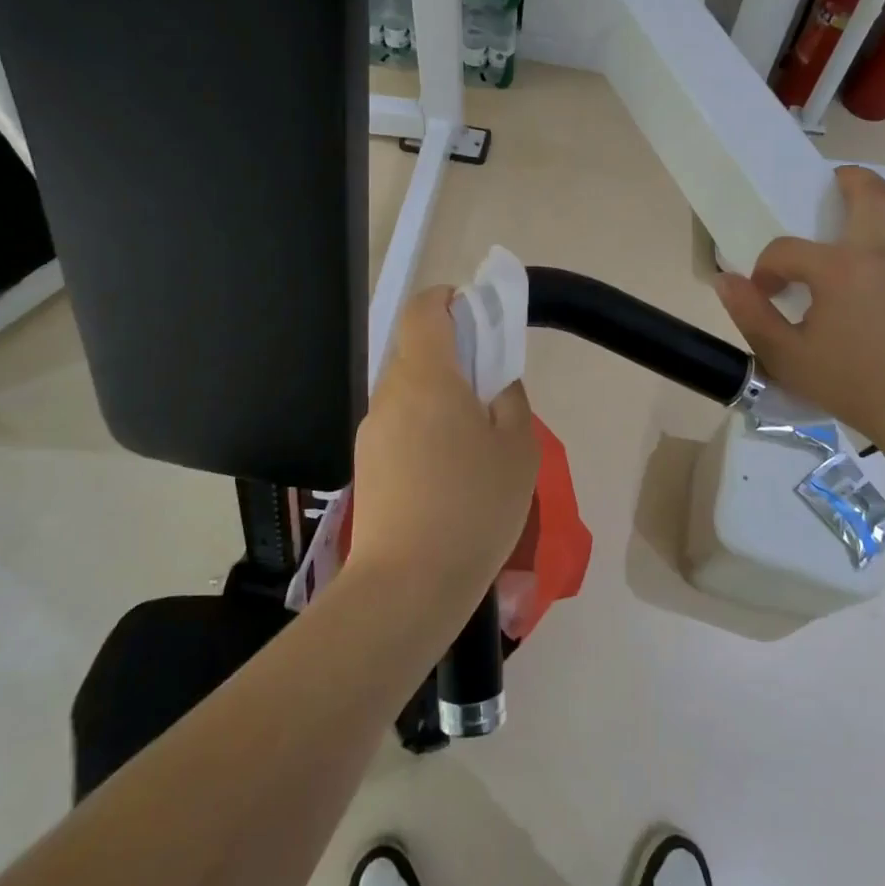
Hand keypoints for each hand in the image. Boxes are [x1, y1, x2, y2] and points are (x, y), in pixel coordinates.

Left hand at [350, 287, 540, 608]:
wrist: (408, 585)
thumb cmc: (474, 507)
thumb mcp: (518, 448)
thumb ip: (510, 398)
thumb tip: (495, 381)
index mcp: (428, 376)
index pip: (424, 310)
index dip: (448, 300)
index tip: (476, 318)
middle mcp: (391, 393)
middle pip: (417, 351)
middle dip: (453, 358)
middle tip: (489, 394)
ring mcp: (372, 430)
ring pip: (409, 392)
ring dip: (440, 398)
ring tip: (473, 445)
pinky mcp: (366, 464)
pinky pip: (399, 426)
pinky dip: (424, 430)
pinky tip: (447, 476)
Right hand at [713, 166, 884, 457]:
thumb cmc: (855, 387)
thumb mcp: (787, 357)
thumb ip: (750, 314)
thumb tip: (724, 280)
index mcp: (841, 269)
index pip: (787, 248)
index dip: (767, 267)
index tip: (767, 292)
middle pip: (871, 191)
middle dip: (847, 180)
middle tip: (832, 188)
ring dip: (879, 226)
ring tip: (863, 256)